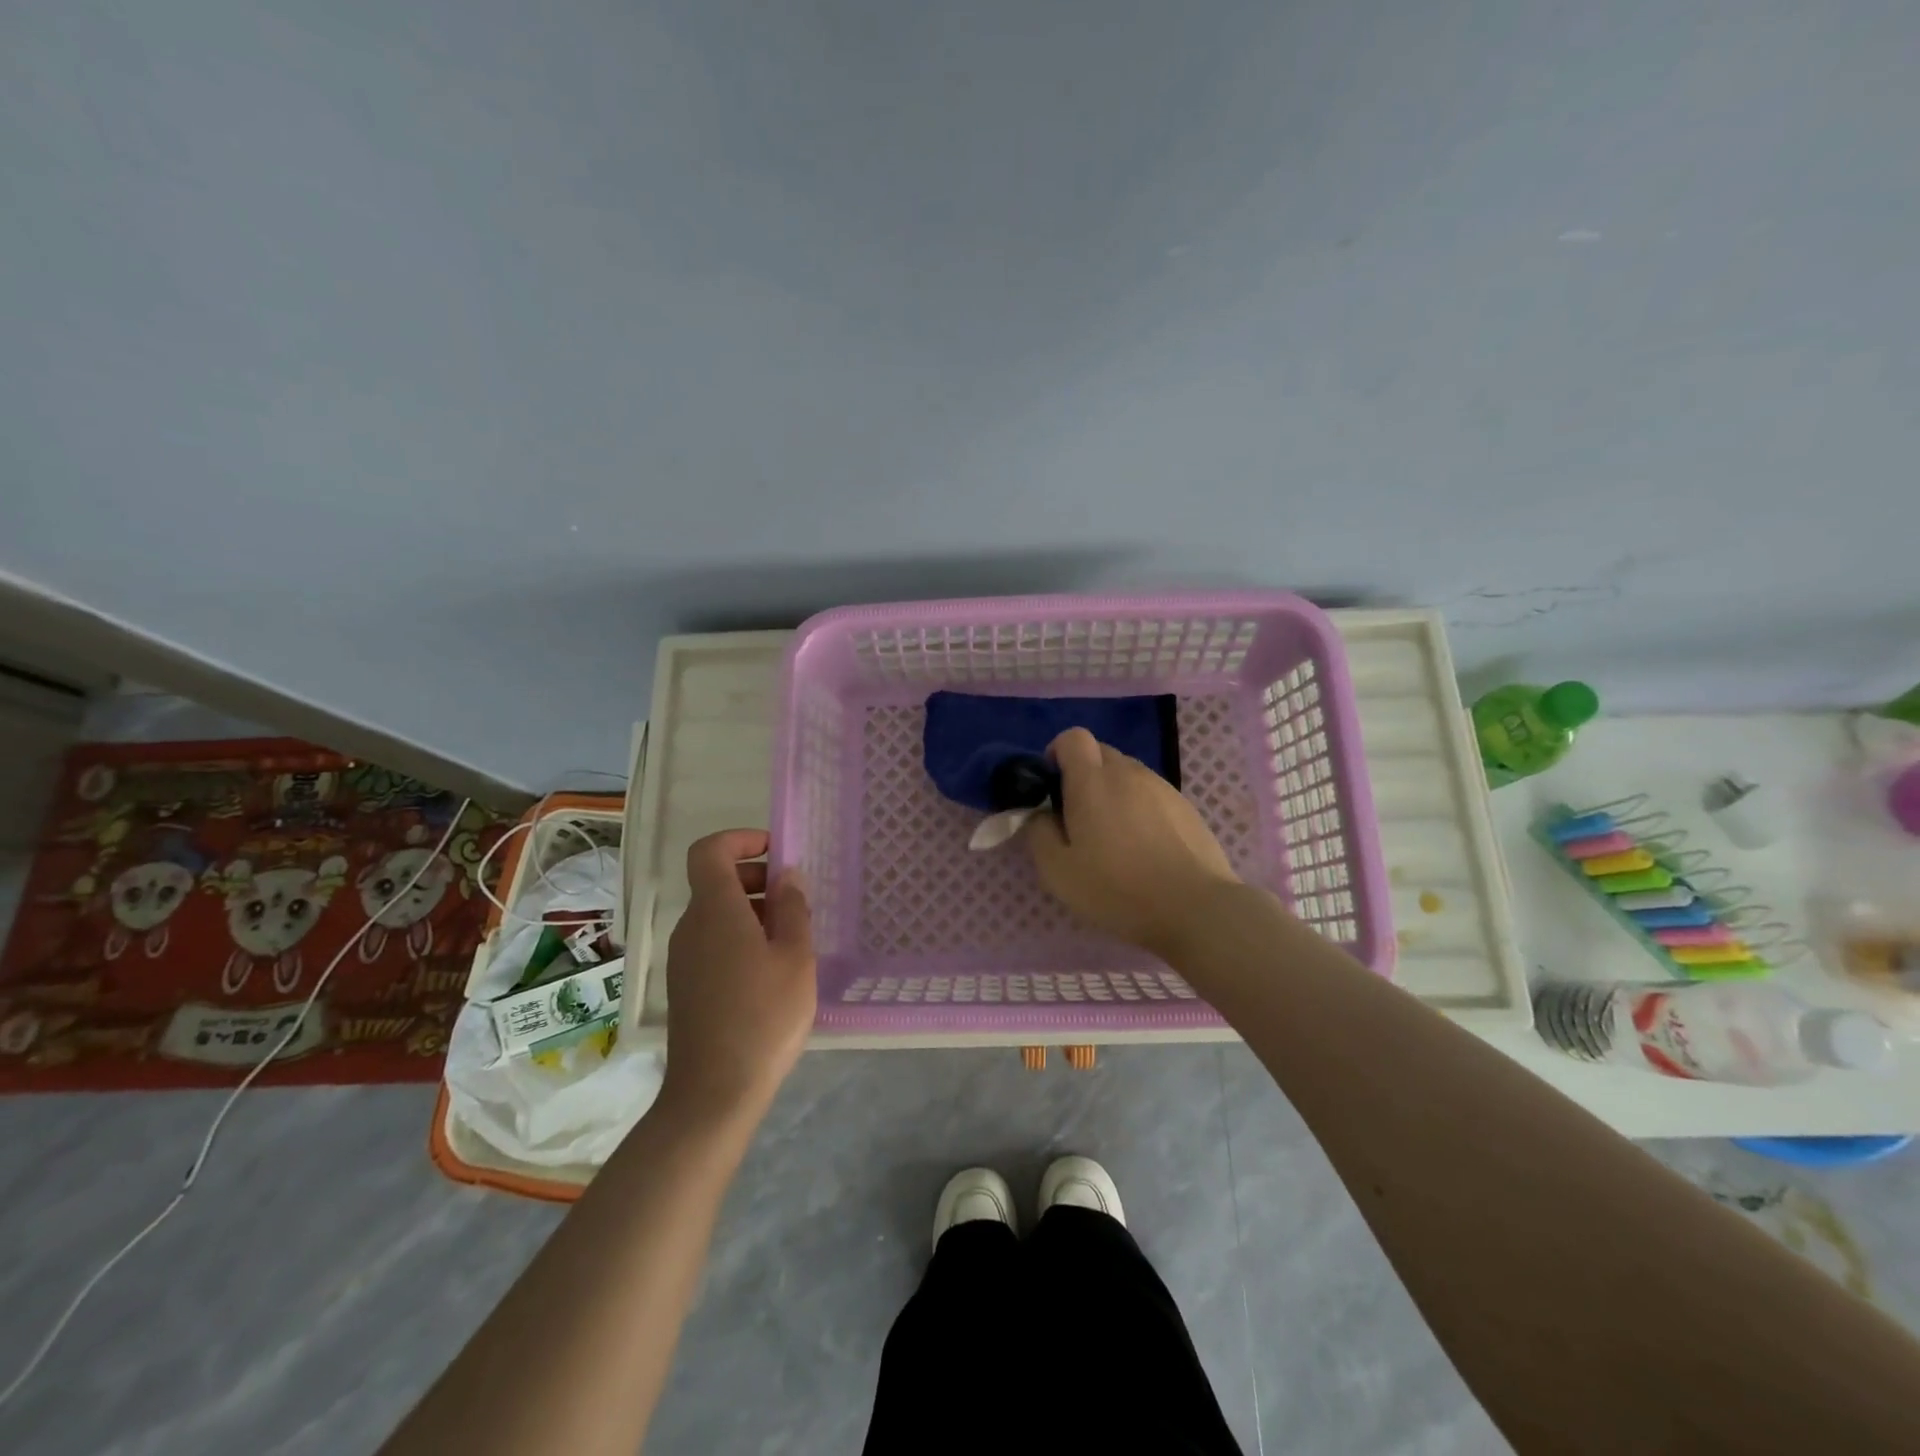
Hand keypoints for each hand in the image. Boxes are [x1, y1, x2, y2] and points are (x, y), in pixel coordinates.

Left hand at [660, 830, 815, 1126]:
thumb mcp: (796, 957)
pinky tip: (770, 971)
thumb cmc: (764, 1016)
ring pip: (716, 914)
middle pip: (715, 881)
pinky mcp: (685, 985)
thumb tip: (786, 875)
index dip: (741, 839)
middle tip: (795, 901)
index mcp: (715, 910)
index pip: (709, 850)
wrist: (714, 1092)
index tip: (776, 853)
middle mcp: (690, 927)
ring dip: (752, 911)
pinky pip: (712, 942)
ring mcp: (683, 958)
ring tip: (791, 940)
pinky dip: (740, 938)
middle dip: (756, 878)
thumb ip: (793, 908)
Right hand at [1023, 728, 1240, 953]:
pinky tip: (1144, 847)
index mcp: (1092, 781)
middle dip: (1083, 774)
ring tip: (1114, 836)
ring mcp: (1162, 787)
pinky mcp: (1186, 806)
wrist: (1194, 907)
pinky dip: (1139, 808)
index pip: (1073, 737)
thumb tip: (1041, 814)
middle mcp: (1128, 772)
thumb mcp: (1058, 871)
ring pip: (1127, 774)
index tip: (1052, 786)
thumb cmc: (1117, 889)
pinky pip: (1151, 794)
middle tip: (1078, 817)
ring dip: (1113, 792)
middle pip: (1100, 753)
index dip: (1058, 753)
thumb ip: (1039, 832)